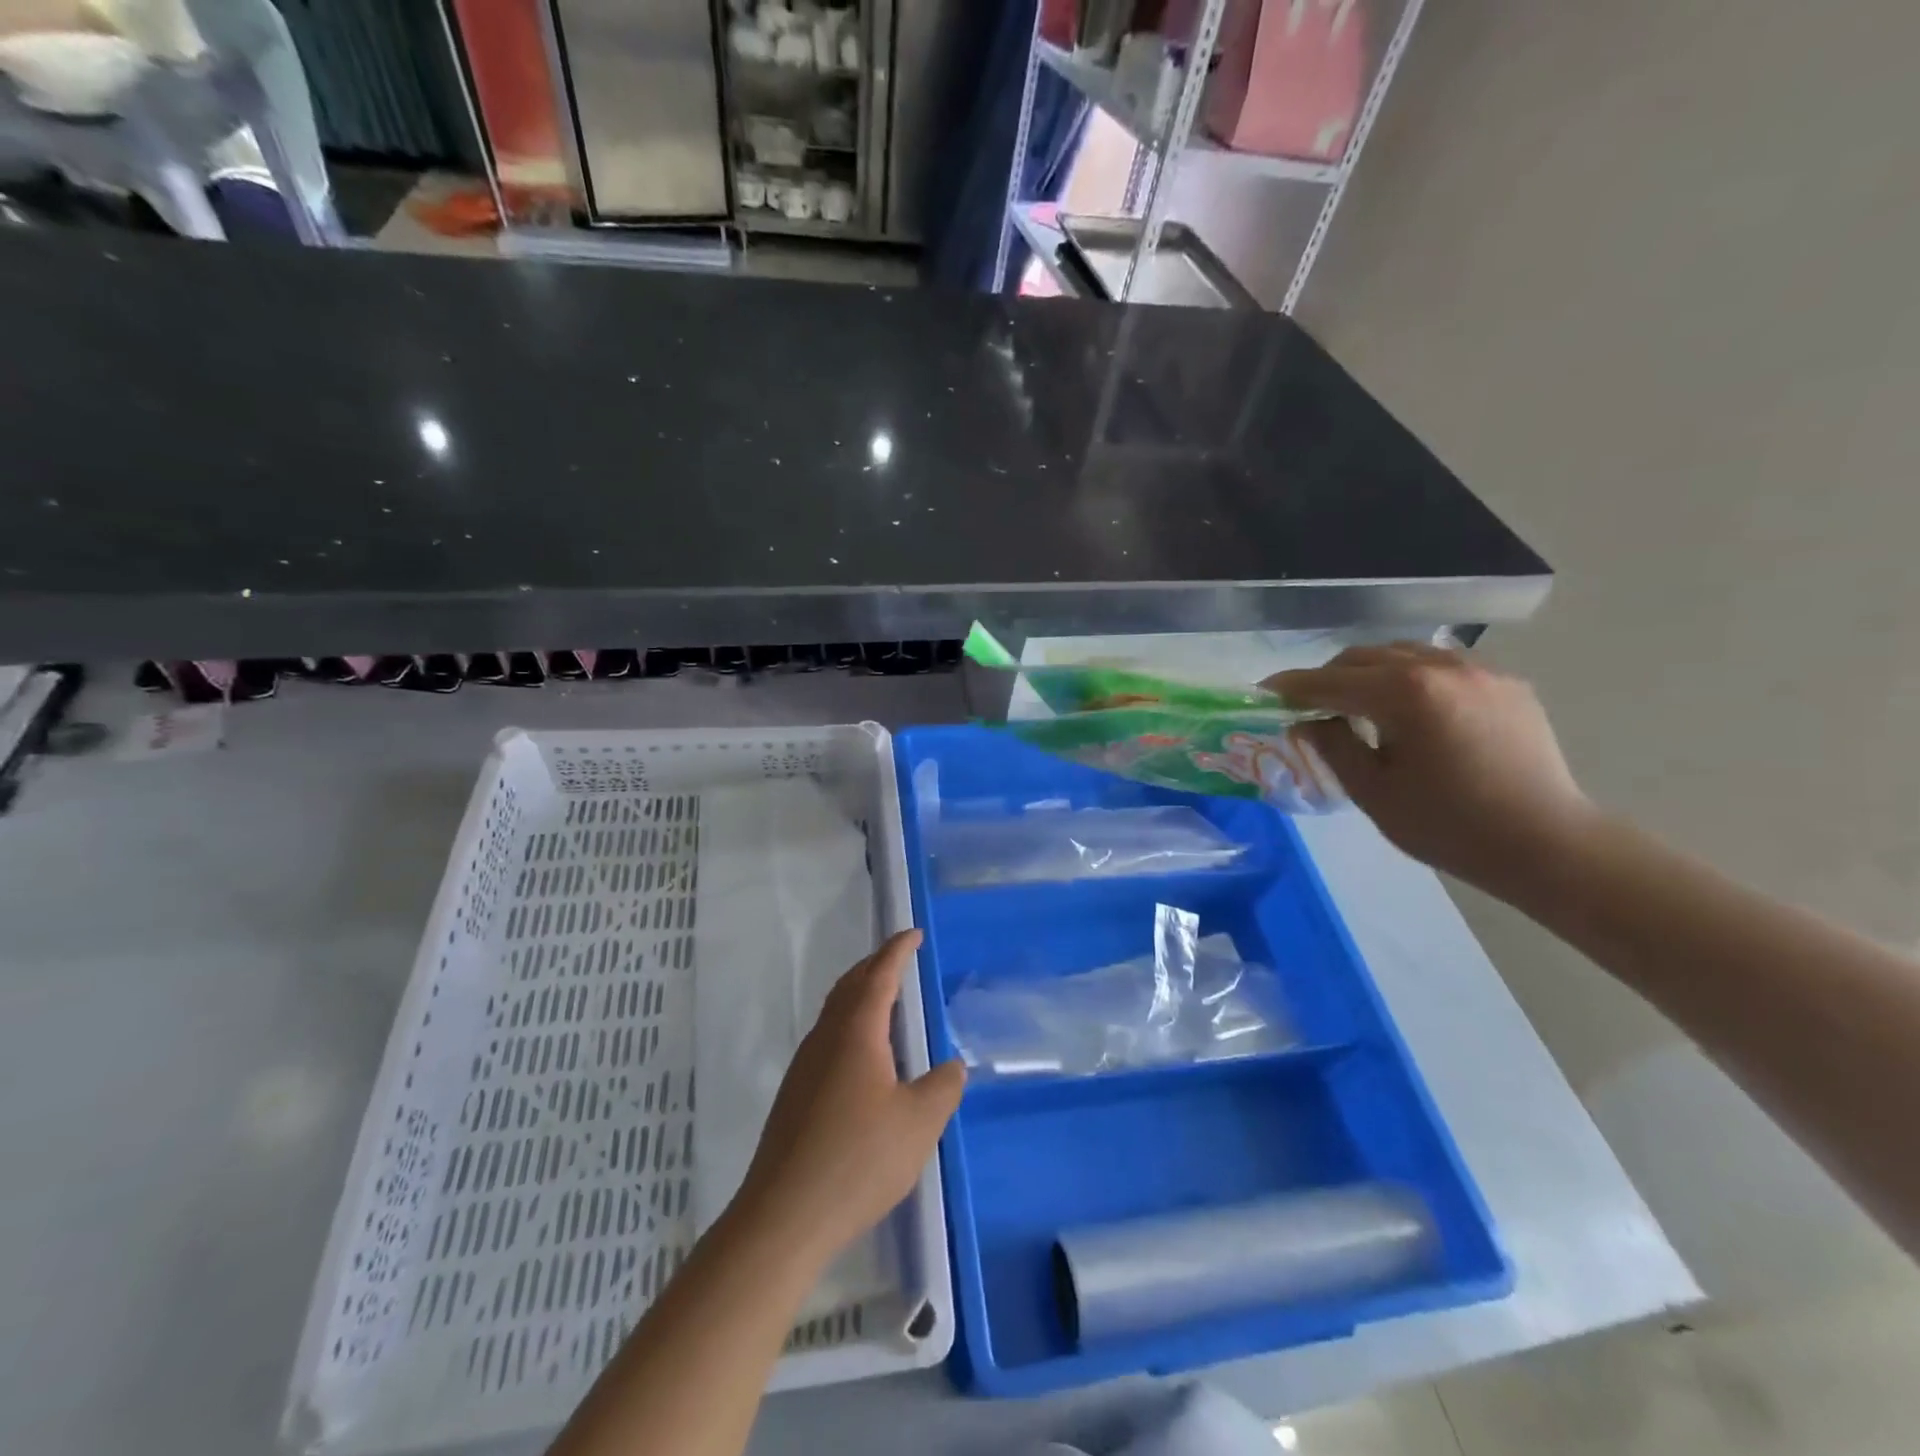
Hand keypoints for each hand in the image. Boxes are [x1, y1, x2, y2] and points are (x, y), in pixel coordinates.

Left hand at [734, 930, 964, 1262]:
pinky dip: (850, 1024)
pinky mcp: (795, 1094)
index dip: (898, 950)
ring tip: (886, 1001)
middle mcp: (826, 1038)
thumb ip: (942, 1087)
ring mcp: (805, 1066)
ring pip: (835, 1012)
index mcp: (856, 1032)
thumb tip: (952, 1066)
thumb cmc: (859, 1159)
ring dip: (860, 995)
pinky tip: (864, 1056)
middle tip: (900, 958)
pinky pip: (828, 1038)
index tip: (913, 934)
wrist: (784, 1215)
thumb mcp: (919, 1124)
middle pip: (851, 986)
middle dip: (876, 966)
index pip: (880, 975)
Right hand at [1265, 644, 1599, 894]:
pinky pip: (1441, 665)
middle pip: (1365, 657)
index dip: (1292, 686)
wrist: (1548, 845)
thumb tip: (1309, 719)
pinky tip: (1409, 709)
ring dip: (1369, 673)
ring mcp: (1480, 671)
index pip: (1331, 681)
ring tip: (1357, 705)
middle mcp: (1442, 667)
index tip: (1263, 690)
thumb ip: (1332, 745)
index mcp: (1406, 694)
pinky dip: (1410, 677)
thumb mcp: (1373, 792)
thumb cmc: (1449, 826)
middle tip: (1308, 706)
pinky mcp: (1506, 683)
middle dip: (1329, 678)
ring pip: (1403, 654)